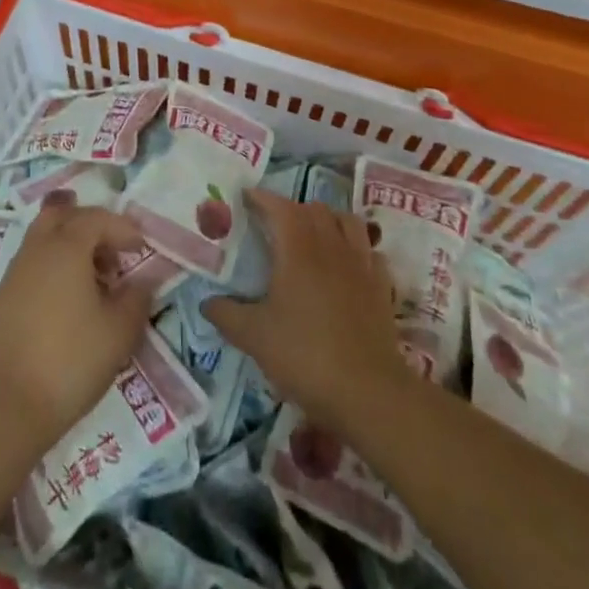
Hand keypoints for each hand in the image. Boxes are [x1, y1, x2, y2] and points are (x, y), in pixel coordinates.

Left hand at [0, 205, 153, 446]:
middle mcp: (36, 251)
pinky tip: (66, 306)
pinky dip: (52, 271)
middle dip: (89, 225)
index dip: (122, 227)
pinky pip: (31, 268)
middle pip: (61, 216)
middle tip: (111, 252)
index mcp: (66, 248)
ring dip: (70, 249)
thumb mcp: (119, 332)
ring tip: (93, 283)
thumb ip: (136, 299)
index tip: (140, 248)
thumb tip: (142, 281)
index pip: (96, 218)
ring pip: (42, 241)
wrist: (6, 406)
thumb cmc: (71, 361)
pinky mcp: (0, 301)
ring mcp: (13, 275)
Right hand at [202, 191, 417, 438]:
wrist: (368, 392)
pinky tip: (346, 265)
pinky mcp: (381, 287)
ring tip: (313, 235)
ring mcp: (361, 264)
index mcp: (298, 249)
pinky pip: (370, 252)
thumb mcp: (254, 337)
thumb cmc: (305, 355)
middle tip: (274, 224)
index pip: (280, 207)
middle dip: (293, 208)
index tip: (246, 197)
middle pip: (315, 209)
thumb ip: (226, 314)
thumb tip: (206, 302)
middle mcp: (331, 246)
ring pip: (348, 222)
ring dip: (328, 220)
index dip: (262, 198)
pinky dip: (356, 248)